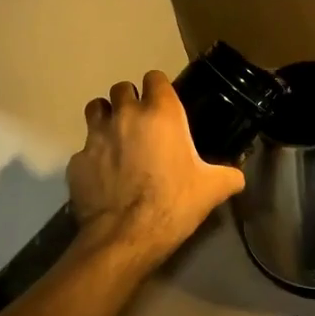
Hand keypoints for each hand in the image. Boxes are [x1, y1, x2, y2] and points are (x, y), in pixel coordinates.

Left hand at [67, 70, 245, 267]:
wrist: (126, 237)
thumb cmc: (173, 204)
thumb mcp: (212, 189)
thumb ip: (229, 175)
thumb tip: (239, 176)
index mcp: (160, 113)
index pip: (155, 78)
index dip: (159, 88)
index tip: (164, 102)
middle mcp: (125, 115)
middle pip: (121, 88)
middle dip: (129, 100)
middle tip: (140, 122)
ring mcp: (96, 137)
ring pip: (95, 109)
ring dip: (105, 117)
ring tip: (116, 138)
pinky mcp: (76, 161)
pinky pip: (84, 149)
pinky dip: (93, 157)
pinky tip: (103, 175)